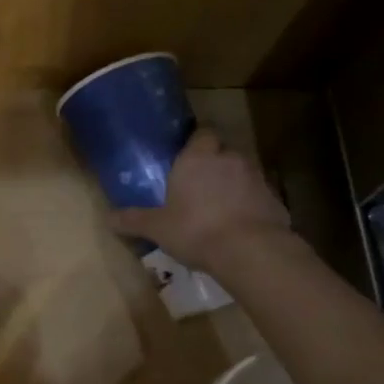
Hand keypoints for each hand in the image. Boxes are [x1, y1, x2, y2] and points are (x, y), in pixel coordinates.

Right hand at [109, 128, 295, 272]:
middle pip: (222, 151)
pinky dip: (249, 204)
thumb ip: (134, 220)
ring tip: (219, 207)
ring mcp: (256, 177)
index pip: (201, 133)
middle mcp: (228, 158)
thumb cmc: (196, 230)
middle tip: (199, 185)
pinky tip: (239, 224)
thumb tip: (108, 218)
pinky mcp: (275, 198)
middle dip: (214, 164)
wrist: (250, 250)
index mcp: (197, 157)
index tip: (187, 157)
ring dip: (233, 183)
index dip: (196, 143)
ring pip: (242, 171)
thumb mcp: (157, 228)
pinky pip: (258, 195)